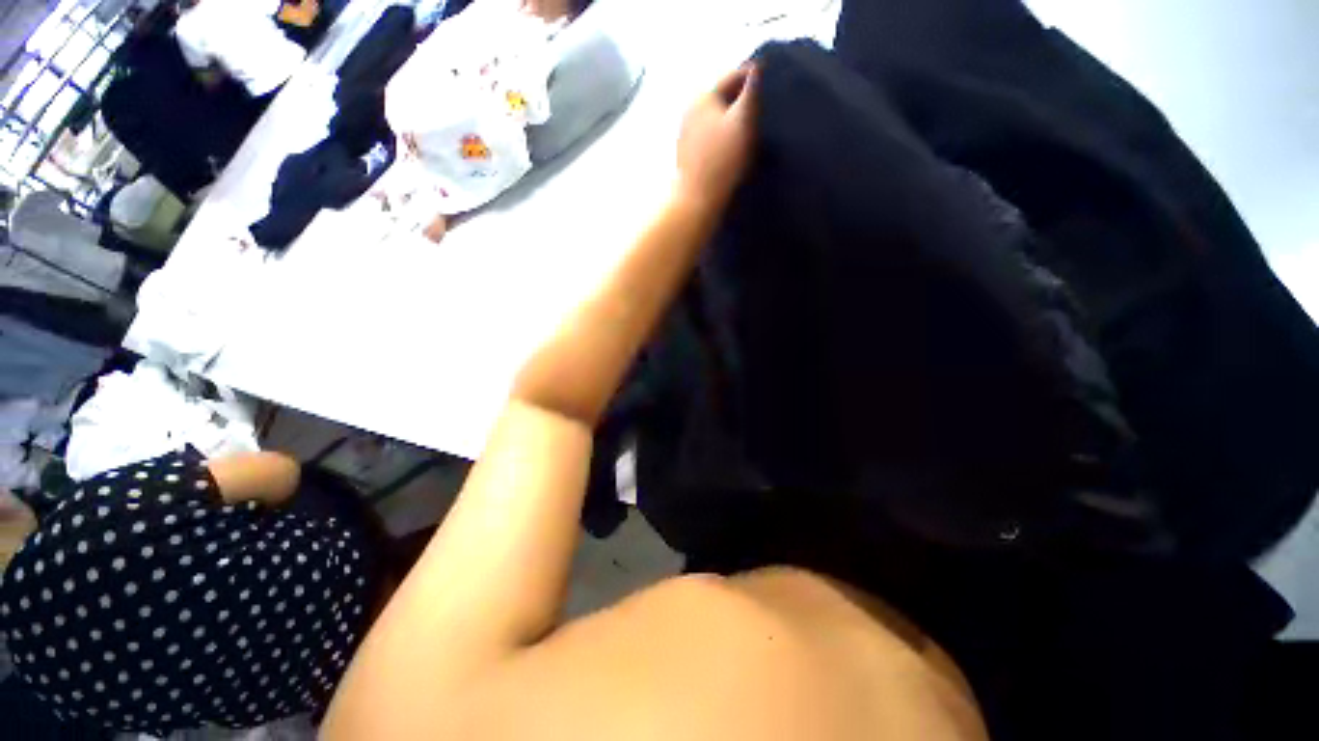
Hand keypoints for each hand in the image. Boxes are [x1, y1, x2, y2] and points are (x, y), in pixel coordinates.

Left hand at [677, 65, 757, 211]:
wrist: (697, 201)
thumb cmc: (722, 161)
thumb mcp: (743, 121)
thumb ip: (752, 91)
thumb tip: (758, 65)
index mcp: (702, 97)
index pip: (733, 76)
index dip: (755, 78)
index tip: (774, 83)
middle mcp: (689, 112)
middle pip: (723, 99)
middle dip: (743, 102)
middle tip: (765, 110)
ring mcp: (685, 135)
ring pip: (716, 120)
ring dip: (733, 122)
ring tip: (752, 132)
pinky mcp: (687, 156)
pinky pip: (710, 139)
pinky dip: (723, 139)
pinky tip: (734, 151)